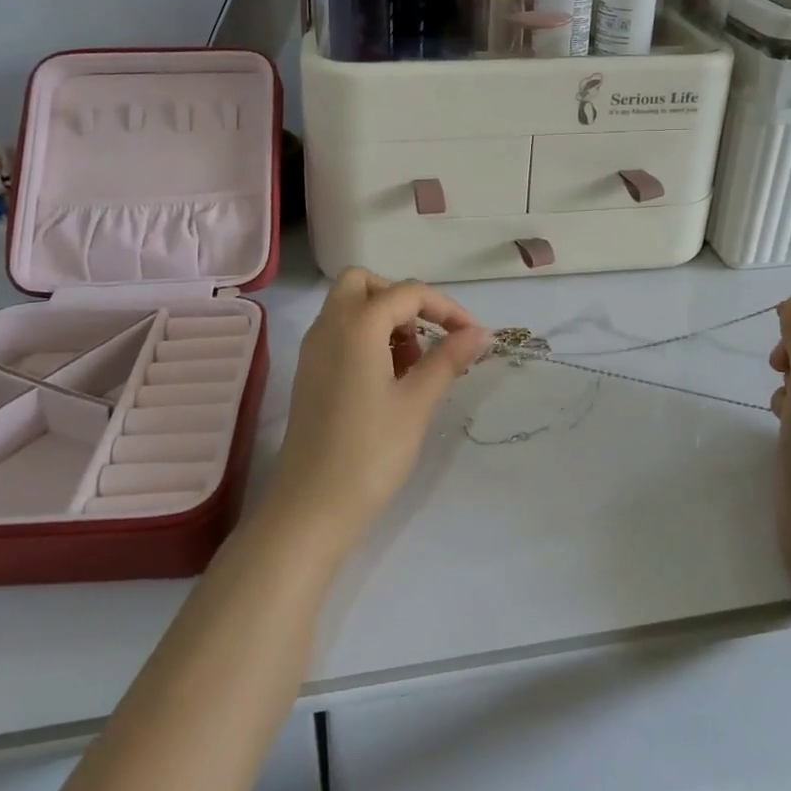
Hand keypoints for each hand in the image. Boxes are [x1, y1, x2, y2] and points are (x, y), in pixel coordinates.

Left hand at [267, 268, 493, 552]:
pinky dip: (367, 338)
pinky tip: (389, 380)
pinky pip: (340, 333)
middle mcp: (329, 325)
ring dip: (385, 319)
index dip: (447, 308)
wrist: (311, 507)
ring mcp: (314, 349)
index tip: (474, 337)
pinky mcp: (309, 373)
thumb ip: (449, 358)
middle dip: (403, 300)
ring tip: (415, 366)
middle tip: (428, 337)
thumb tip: (480, 332)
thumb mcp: (418, 402)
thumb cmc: (370, 452)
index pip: (408, 292)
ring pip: (350, 307)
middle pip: (365, 284)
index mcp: (357, 324)